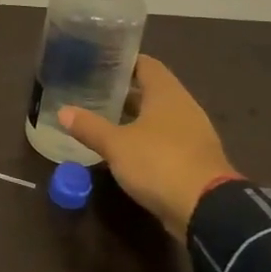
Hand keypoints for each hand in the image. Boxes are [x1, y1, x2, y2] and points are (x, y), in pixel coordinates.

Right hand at [58, 55, 238, 242]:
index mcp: (167, 94)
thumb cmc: (160, 163)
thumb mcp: (116, 145)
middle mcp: (184, 108)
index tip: (99, 61)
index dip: (123, 61)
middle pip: (152, 90)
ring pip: (159, 117)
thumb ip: (90, 127)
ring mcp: (193, 135)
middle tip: (93, 91)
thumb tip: (63, 111)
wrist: (207, 210)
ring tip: (104, 118)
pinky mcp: (195, 159)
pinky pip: (166, 139)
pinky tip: (125, 148)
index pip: (146, 64)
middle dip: (125, 91)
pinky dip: (146, 139)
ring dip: (135, 117)